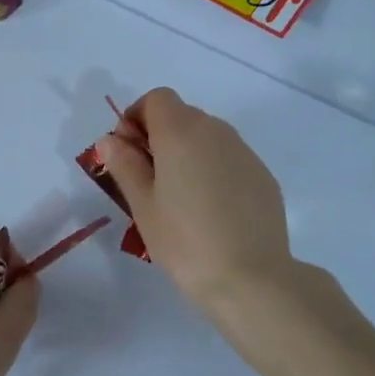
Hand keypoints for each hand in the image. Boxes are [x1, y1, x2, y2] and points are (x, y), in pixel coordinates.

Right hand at [95, 88, 294, 309]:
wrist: (250, 277)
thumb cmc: (184, 241)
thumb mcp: (142, 205)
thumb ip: (125, 165)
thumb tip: (111, 139)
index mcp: (181, 132)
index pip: (156, 98)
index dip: (136, 118)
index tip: (128, 154)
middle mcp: (216, 131)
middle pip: (182, 115)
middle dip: (160, 137)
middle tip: (148, 181)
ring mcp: (245, 152)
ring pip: (208, 138)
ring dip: (188, 154)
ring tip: (180, 199)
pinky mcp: (263, 175)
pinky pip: (229, 160)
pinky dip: (213, 171)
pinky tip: (211, 211)